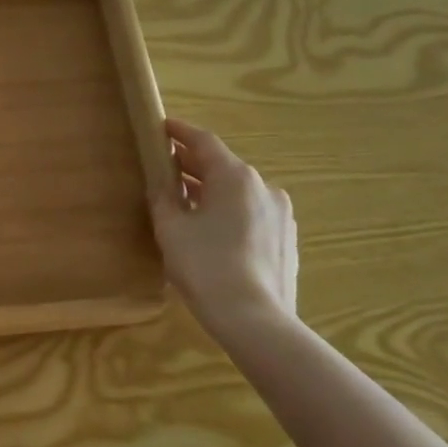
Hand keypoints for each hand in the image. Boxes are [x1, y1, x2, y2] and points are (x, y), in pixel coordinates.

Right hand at [149, 117, 298, 334]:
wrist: (254, 319)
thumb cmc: (205, 265)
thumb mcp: (170, 228)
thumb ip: (164, 197)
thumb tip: (162, 183)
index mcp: (235, 177)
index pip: (204, 142)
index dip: (180, 132)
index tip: (162, 127)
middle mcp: (264, 187)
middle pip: (222, 166)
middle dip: (192, 164)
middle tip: (164, 166)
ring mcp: (280, 214)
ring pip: (238, 191)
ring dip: (210, 190)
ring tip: (184, 201)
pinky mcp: (285, 239)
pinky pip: (251, 213)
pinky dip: (228, 211)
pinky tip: (210, 230)